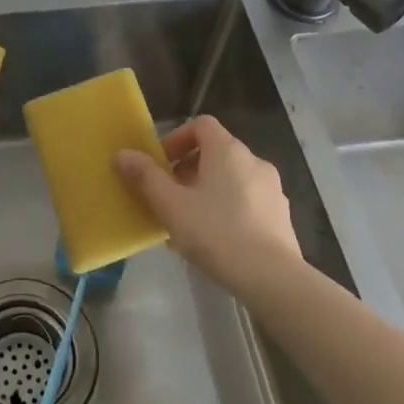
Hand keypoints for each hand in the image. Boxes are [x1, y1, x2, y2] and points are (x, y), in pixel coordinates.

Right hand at [113, 116, 300, 292]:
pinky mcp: (281, 216)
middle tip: (170, 196)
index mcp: (228, 151)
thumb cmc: (216, 233)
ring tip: (190, 222)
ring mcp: (272, 189)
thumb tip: (122, 154)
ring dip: (208, 190)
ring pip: (232, 178)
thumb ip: (145, 177)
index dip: (178, 139)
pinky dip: (229, 209)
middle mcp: (254, 161)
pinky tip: (217, 240)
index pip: (201, 125)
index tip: (162, 165)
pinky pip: (248, 201)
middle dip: (189, 169)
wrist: (273, 278)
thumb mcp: (171, 205)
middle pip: (216, 152)